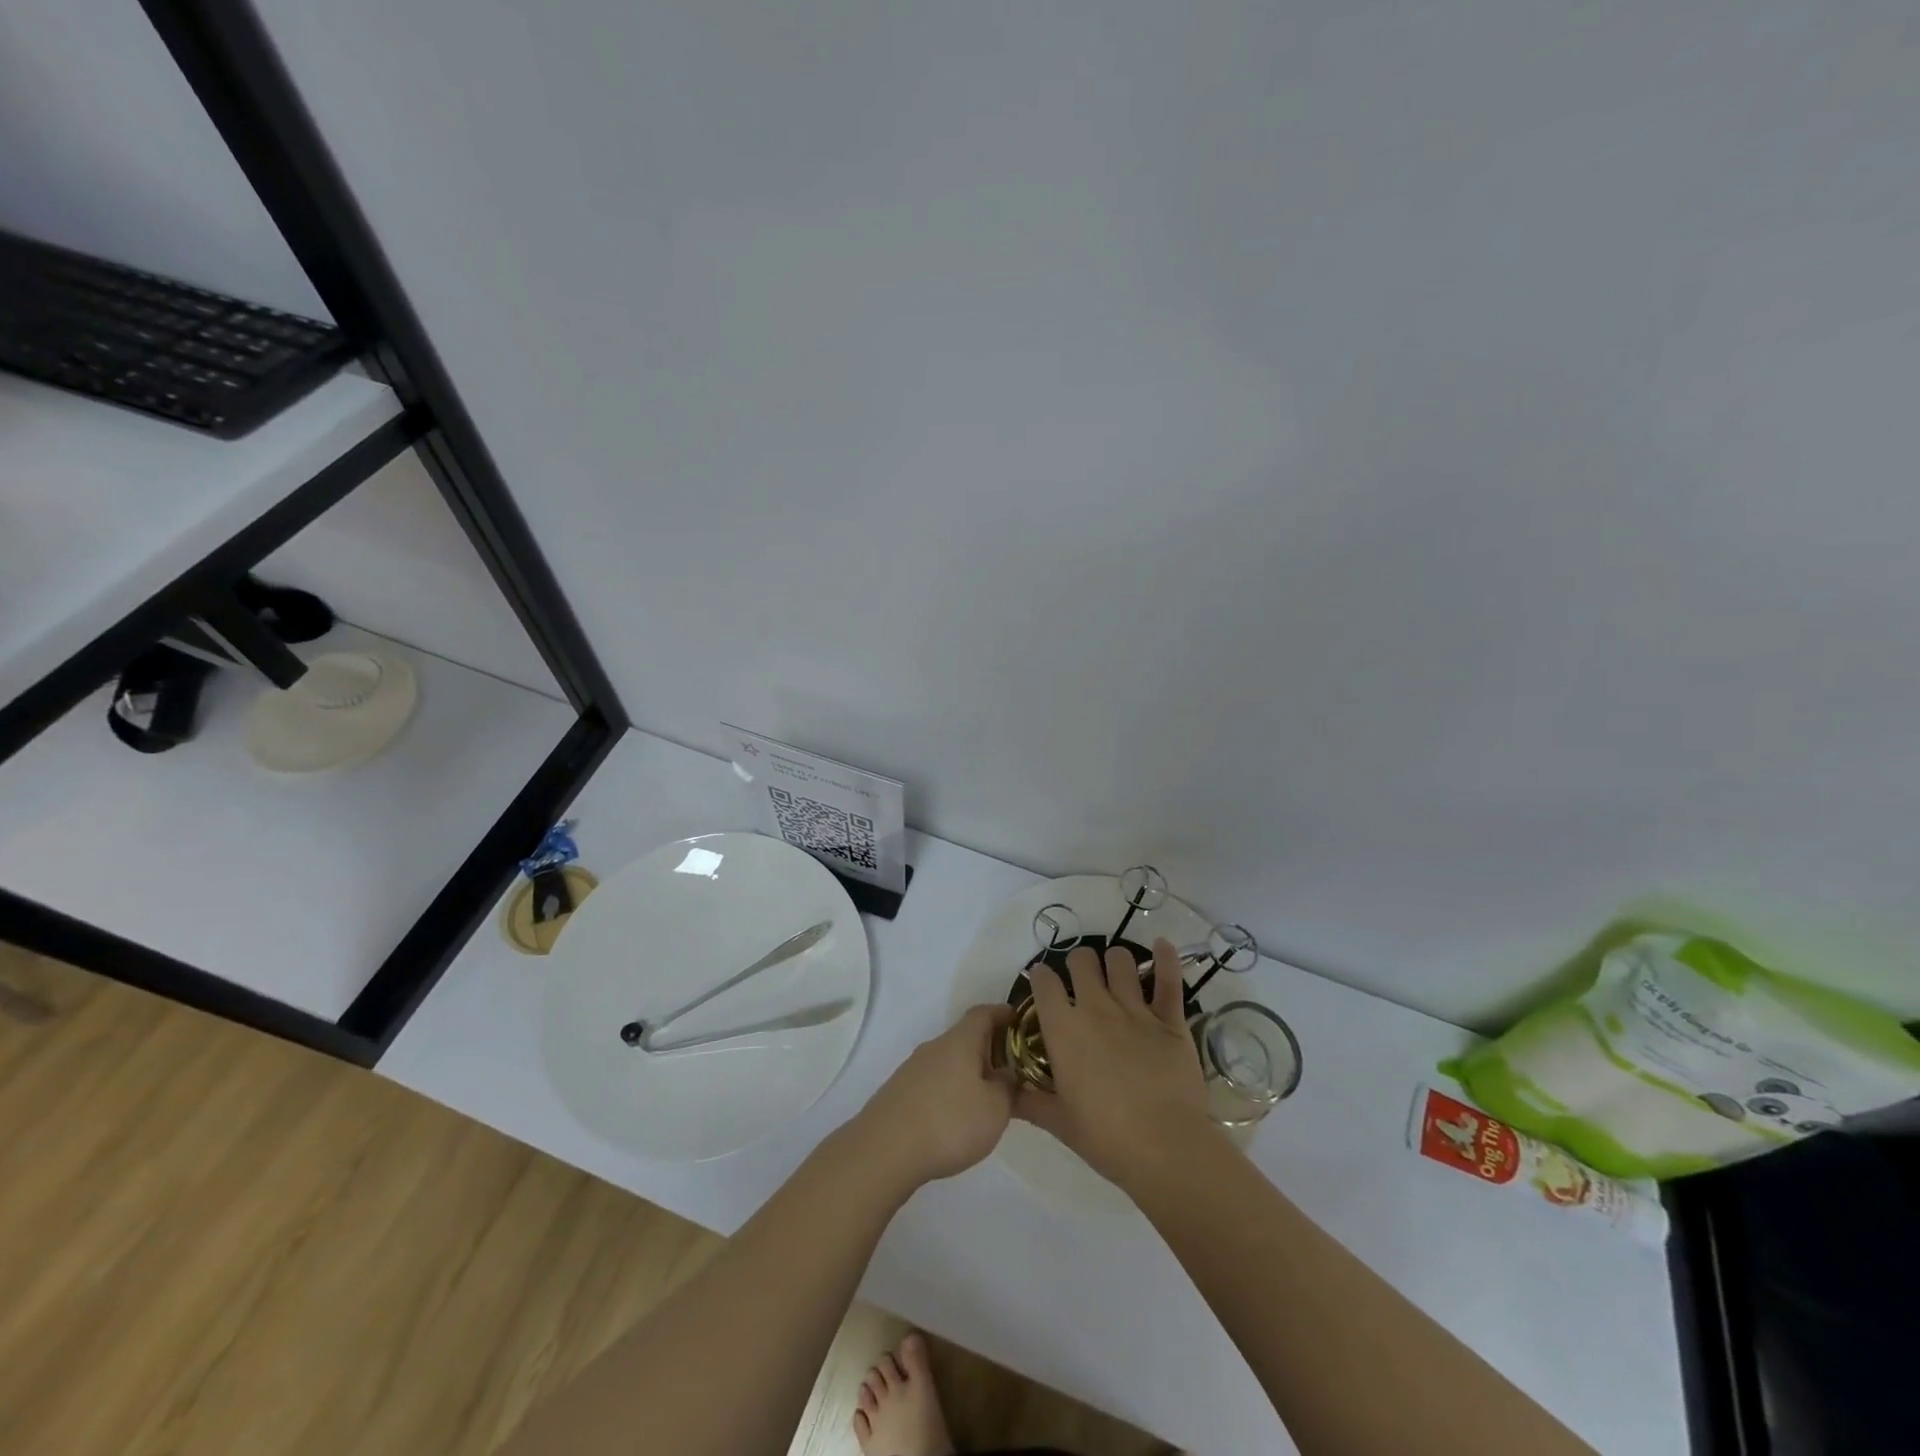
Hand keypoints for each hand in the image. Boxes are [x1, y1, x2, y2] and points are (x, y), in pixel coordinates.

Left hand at [848, 1005, 1016, 1191]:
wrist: (884, 1150)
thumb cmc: (949, 1122)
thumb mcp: (995, 1109)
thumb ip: (1008, 1088)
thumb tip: (1009, 1075)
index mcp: (960, 1041)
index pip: (983, 1013)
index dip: (1003, 1014)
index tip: (1019, 1021)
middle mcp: (934, 1047)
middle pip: (965, 1038)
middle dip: (989, 1049)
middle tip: (1011, 1070)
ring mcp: (912, 1069)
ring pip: (948, 1061)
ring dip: (968, 1072)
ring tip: (985, 1098)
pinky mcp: (899, 1092)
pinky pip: (933, 1082)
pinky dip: (949, 1090)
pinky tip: (954, 1117)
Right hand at [1017, 939, 1214, 1191]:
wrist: (1165, 1148)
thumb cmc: (1106, 1138)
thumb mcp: (1058, 1123)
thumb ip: (1029, 1102)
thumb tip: (1006, 1095)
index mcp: (1064, 1029)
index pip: (1043, 982)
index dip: (1040, 977)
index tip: (1042, 984)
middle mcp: (1096, 1008)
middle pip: (1081, 960)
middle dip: (1077, 963)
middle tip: (1080, 980)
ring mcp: (1135, 1010)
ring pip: (1121, 960)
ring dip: (1115, 961)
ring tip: (1115, 972)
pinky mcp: (1170, 1019)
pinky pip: (1169, 979)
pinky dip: (1166, 958)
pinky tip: (1161, 945)